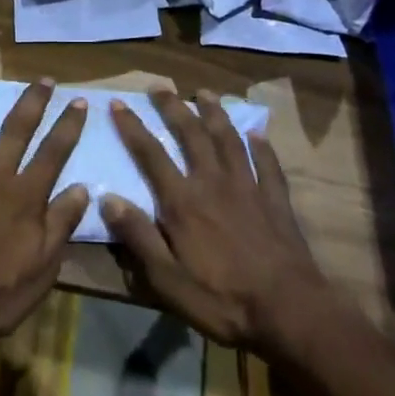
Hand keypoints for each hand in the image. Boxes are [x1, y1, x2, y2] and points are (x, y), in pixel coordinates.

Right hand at [103, 87, 332, 352]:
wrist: (287, 309)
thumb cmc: (222, 300)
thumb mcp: (168, 279)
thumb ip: (138, 236)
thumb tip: (107, 197)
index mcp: (183, 201)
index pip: (151, 154)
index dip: (132, 127)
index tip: (119, 103)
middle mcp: (212, 181)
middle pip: (190, 134)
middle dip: (173, 107)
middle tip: (160, 85)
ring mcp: (247, 186)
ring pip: (228, 138)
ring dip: (214, 113)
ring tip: (205, 92)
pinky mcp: (275, 199)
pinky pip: (267, 164)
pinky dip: (261, 146)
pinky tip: (257, 134)